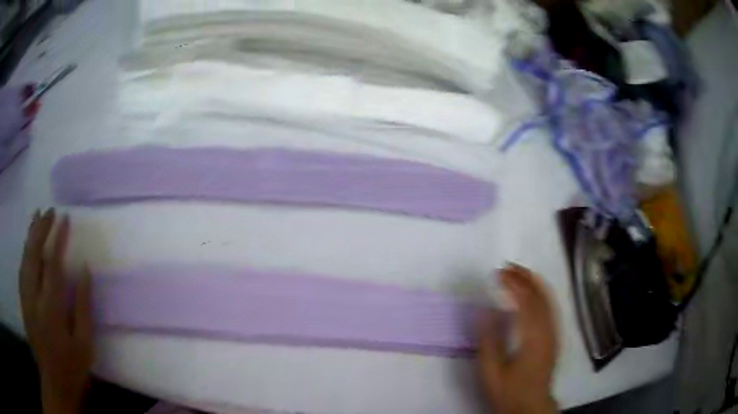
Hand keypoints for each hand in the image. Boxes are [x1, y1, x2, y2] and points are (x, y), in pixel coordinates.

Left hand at [19, 209, 92, 413]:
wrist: (55, 384)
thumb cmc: (73, 367)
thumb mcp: (85, 344)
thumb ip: (83, 306)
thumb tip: (84, 269)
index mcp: (51, 311)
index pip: (52, 265)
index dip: (58, 239)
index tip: (65, 219)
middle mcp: (34, 300)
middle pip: (33, 255)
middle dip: (40, 230)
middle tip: (49, 211)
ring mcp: (25, 300)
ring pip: (24, 259)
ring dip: (30, 236)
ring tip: (37, 217)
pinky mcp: (22, 303)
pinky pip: (21, 270)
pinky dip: (25, 252)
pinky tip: (28, 243)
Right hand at [477, 265, 558, 413]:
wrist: (531, 404)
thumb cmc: (509, 390)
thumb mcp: (492, 371)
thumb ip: (488, 341)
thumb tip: (484, 311)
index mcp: (532, 337)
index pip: (525, 301)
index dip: (513, 284)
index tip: (498, 274)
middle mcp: (547, 330)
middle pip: (539, 296)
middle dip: (524, 277)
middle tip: (507, 267)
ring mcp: (554, 332)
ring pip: (548, 299)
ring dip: (534, 282)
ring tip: (519, 272)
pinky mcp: (555, 336)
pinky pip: (551, 307)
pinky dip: (542, 293)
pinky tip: (533, 291)